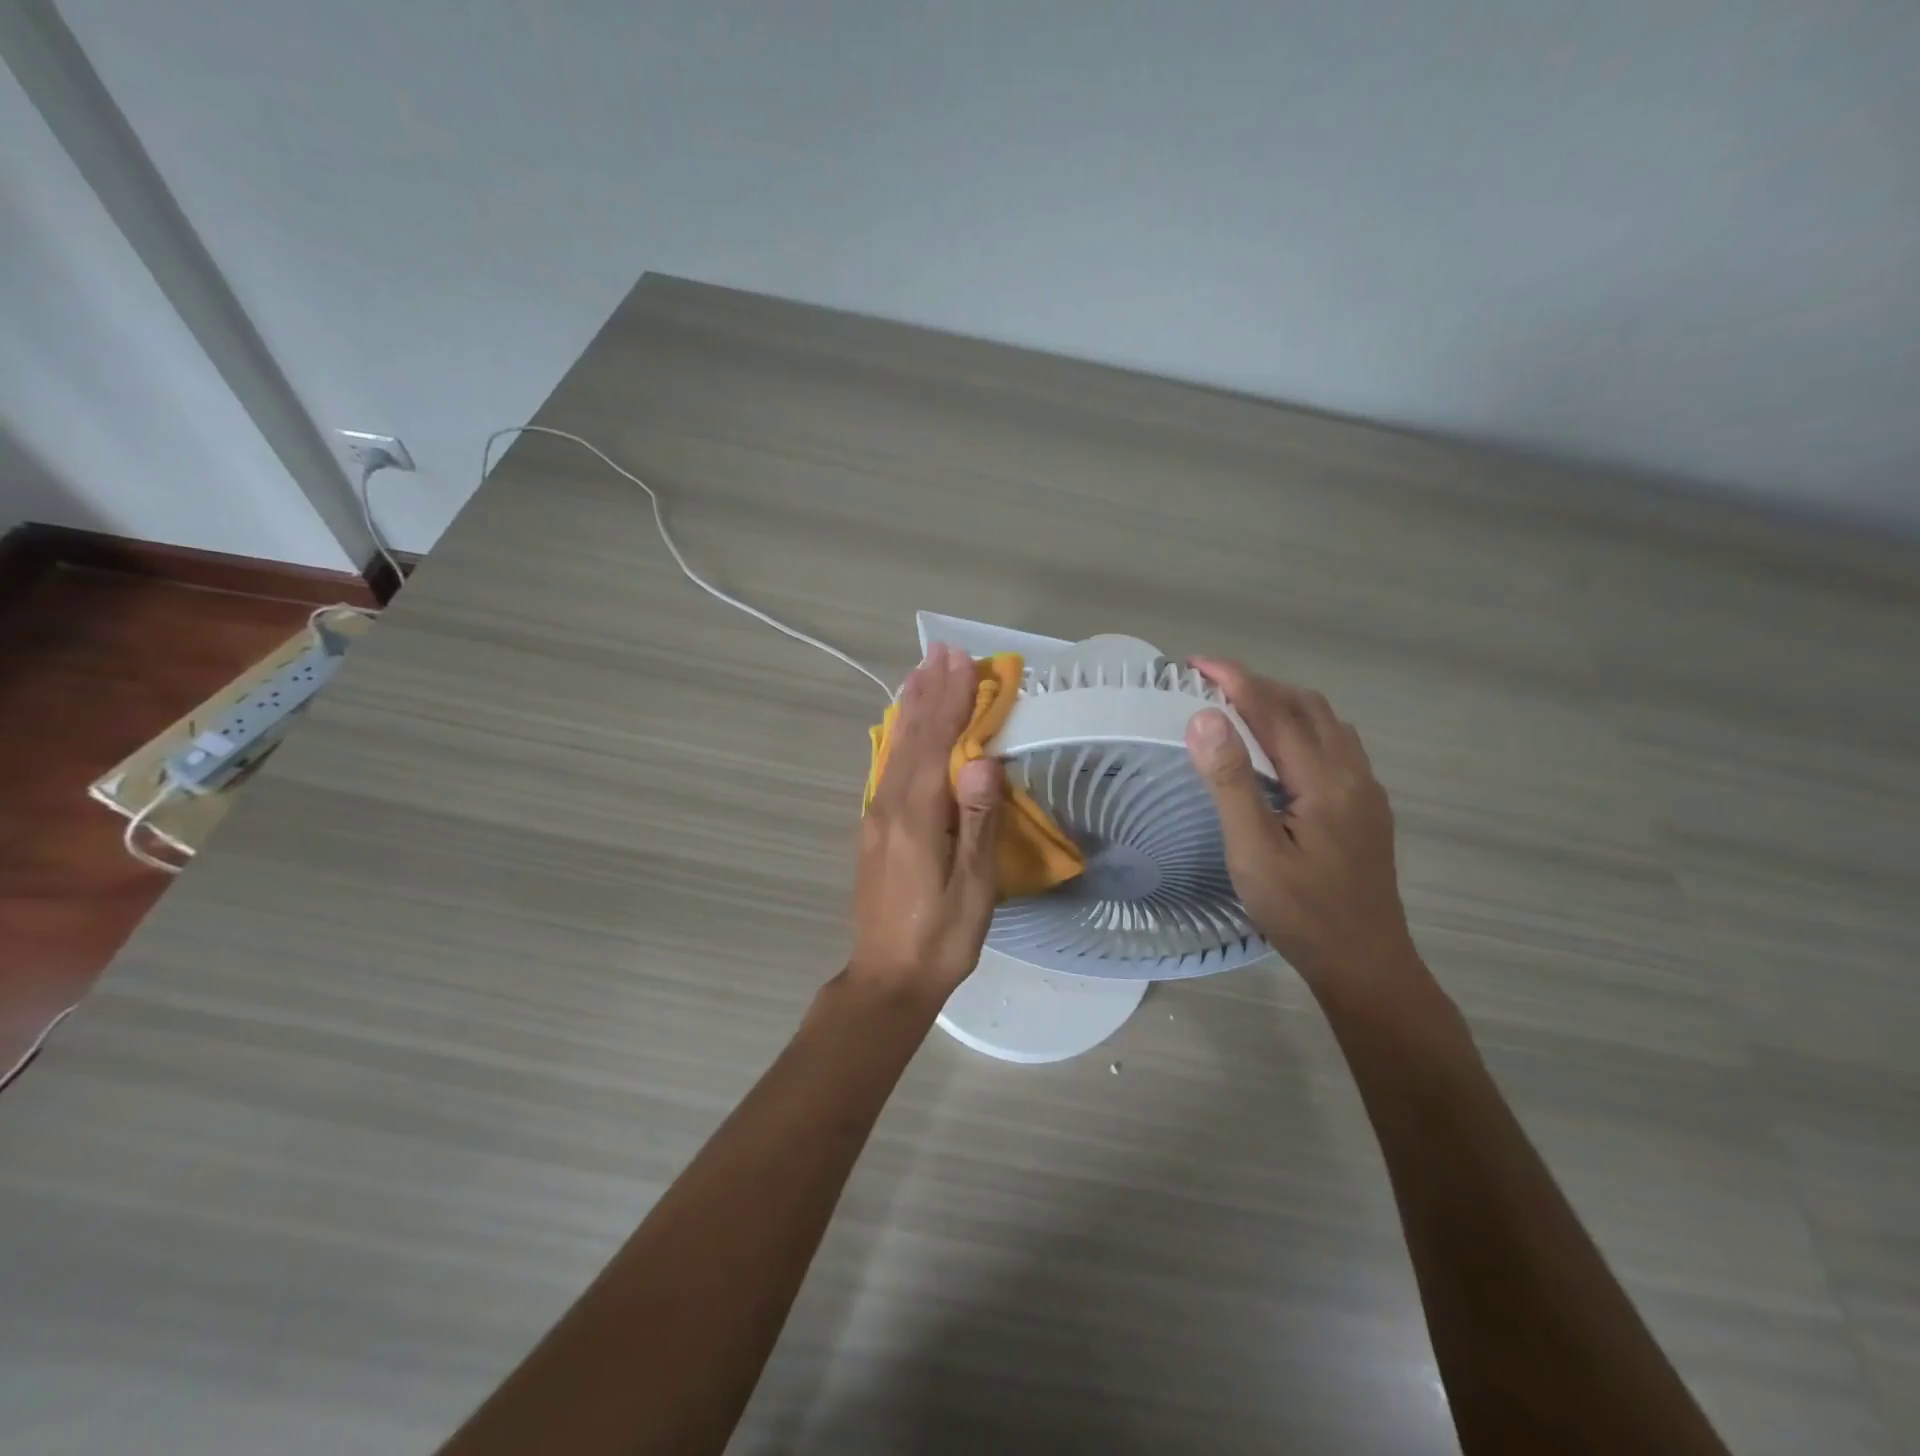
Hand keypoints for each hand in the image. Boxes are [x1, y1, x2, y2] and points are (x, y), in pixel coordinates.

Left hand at [849, 645, 1002, 1005]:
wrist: (887, 978)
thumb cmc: (940, 938)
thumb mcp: (972, 887)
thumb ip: (976, 821)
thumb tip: (983, 759)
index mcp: (916, 816)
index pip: (937, 743)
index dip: (952, 700)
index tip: (963, 660)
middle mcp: (889, 806)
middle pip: (911, 737)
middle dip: (929, 692)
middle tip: (940, 651)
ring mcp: (876, 816)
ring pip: (894, 749)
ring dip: (910, 708)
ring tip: (920, 673)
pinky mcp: (874, 829)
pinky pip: (887, 768)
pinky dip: (898, 738)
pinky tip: (902, 729)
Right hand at [1183, 658, 1422, 1000]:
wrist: (1366, 964)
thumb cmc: (1302, 913)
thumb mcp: (1254, 852)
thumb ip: (1231, 782)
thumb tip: (1205, 718)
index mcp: (1324, 781)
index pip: (1275, 710)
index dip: (1235, 680)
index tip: (1195, 663)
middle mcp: (1352, 774)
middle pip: (1307, 706)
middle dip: (1258, 684)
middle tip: (1210, 684)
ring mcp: (1365, 791)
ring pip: (1326, 723)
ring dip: (1282, 702)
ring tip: (1239, 707)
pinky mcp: (1367, 808)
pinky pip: (1335, 744)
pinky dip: (1301, 726)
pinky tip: (1280, 749)